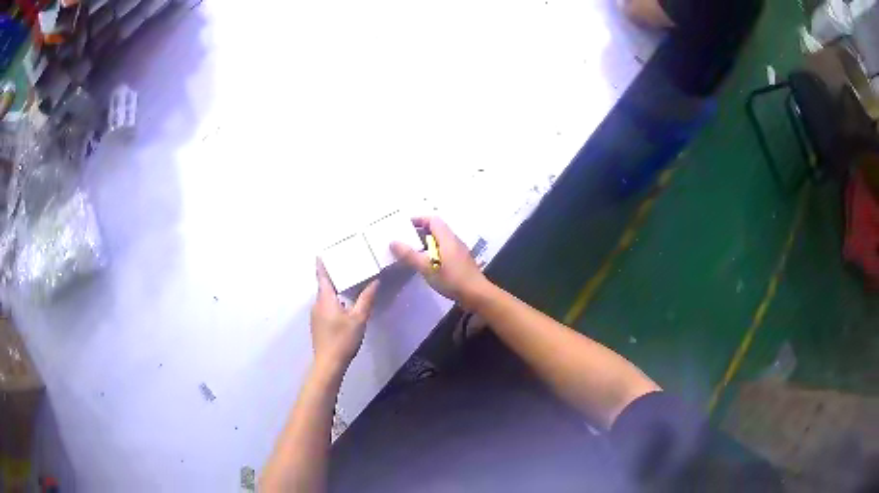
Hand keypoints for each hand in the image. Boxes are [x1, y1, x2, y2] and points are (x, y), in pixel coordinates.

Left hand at [311, 259, 379, 370]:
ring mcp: (315, 316)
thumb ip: (366, 299)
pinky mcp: (318, 325)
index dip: (321, 265)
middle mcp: (317, 304)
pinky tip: (344, 306)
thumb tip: (374, 282)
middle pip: (323, 287)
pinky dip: (333, 302)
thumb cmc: (343, 339)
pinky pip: (325, 307)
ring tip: (347, 285)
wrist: (329, 364)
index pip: (322, 277)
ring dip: (334, 291)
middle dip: (332, 277)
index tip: (321, 254)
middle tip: (345, 267)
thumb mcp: (359, 319)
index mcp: (325, 299)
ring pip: (325, 298)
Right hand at [391, 216, 490, 308]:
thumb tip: (393, 242)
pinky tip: (426, 265)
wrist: (477, 295)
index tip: (404, 226)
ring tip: (411, 253)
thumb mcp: (427, 267)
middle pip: (436, 230)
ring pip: (440, 242)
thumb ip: (409, 255)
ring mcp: (459, 252)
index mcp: (447, 238)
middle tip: (404, 241)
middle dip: (419, 233)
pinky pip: (444, 251)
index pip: (432, 220)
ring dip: (426, 244)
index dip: (418, 220)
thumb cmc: (452, 279)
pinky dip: (433, 253)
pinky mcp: (461, 262)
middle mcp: (454, 241)